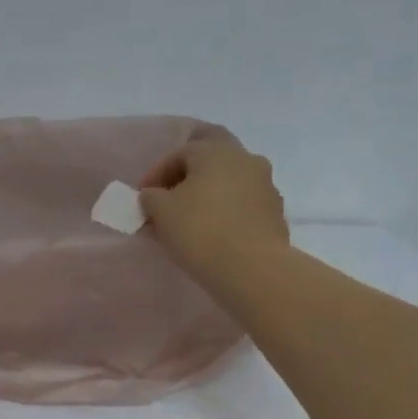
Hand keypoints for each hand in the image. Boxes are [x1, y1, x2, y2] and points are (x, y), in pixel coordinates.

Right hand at [139, 132, 289, 301]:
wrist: (252, 268)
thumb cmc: (200, 230)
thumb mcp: (160, 211)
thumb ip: (151, 196)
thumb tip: (154, 195)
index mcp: (216, 150)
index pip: (178, 153)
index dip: (156, 174)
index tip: (142, 198)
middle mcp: (245, 158)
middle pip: (209, 160)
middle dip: (186, 177)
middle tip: (168, 200)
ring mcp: (265, 185)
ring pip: (228, 181)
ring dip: (208, 194)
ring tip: (189, 219)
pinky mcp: (275, 211)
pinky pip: (242, 203)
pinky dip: (225, 210)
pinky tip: (213, 231)